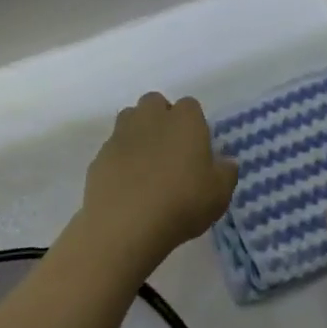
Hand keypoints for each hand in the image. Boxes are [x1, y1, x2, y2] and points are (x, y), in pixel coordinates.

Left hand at [79, 93, 235, 275]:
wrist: (125, 224)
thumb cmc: (181, 203)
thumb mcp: (219, 194)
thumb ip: (226, 173)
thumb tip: (226, 162)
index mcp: (185, 120)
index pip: (191, 106)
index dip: (193, 124)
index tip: (196, 148)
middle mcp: (152, 117)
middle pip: (155, 103)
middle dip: (161, 118)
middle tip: (170, 150)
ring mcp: (121, 134)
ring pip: (130, 119)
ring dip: (138, 133)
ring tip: (146, 164)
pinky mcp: (100, 155)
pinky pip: (113, 148)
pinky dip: (120, 159)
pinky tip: (127, 185)